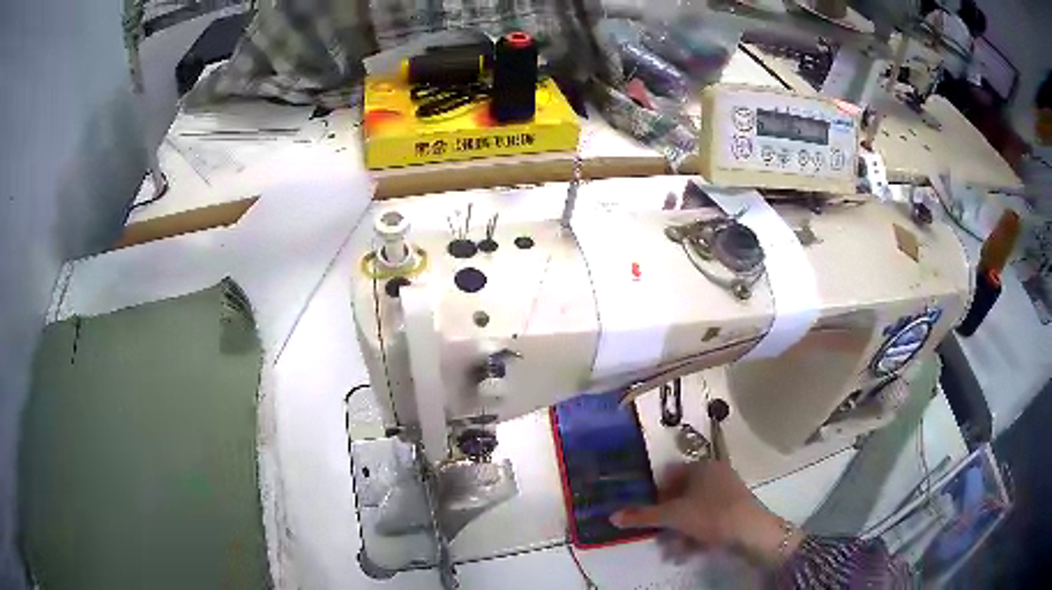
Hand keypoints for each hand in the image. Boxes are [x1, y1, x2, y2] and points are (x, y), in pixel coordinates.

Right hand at [609, 460, 800, 565]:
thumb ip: (642, 516)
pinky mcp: (735, 509)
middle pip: (681, 496)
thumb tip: (612, 516)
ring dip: (680, 533)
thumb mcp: (673, 516)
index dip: (655, 495)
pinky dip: (696, 534)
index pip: (669, 475)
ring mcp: (727, 491)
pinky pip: (708, 519)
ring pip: (694, 511)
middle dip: (667, 521)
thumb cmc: (711, 515)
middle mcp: (715, 474)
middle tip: (659, 539)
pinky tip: (690, 552)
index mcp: (701, 467)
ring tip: (674, 553)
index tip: (650, 516)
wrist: (752, 531)